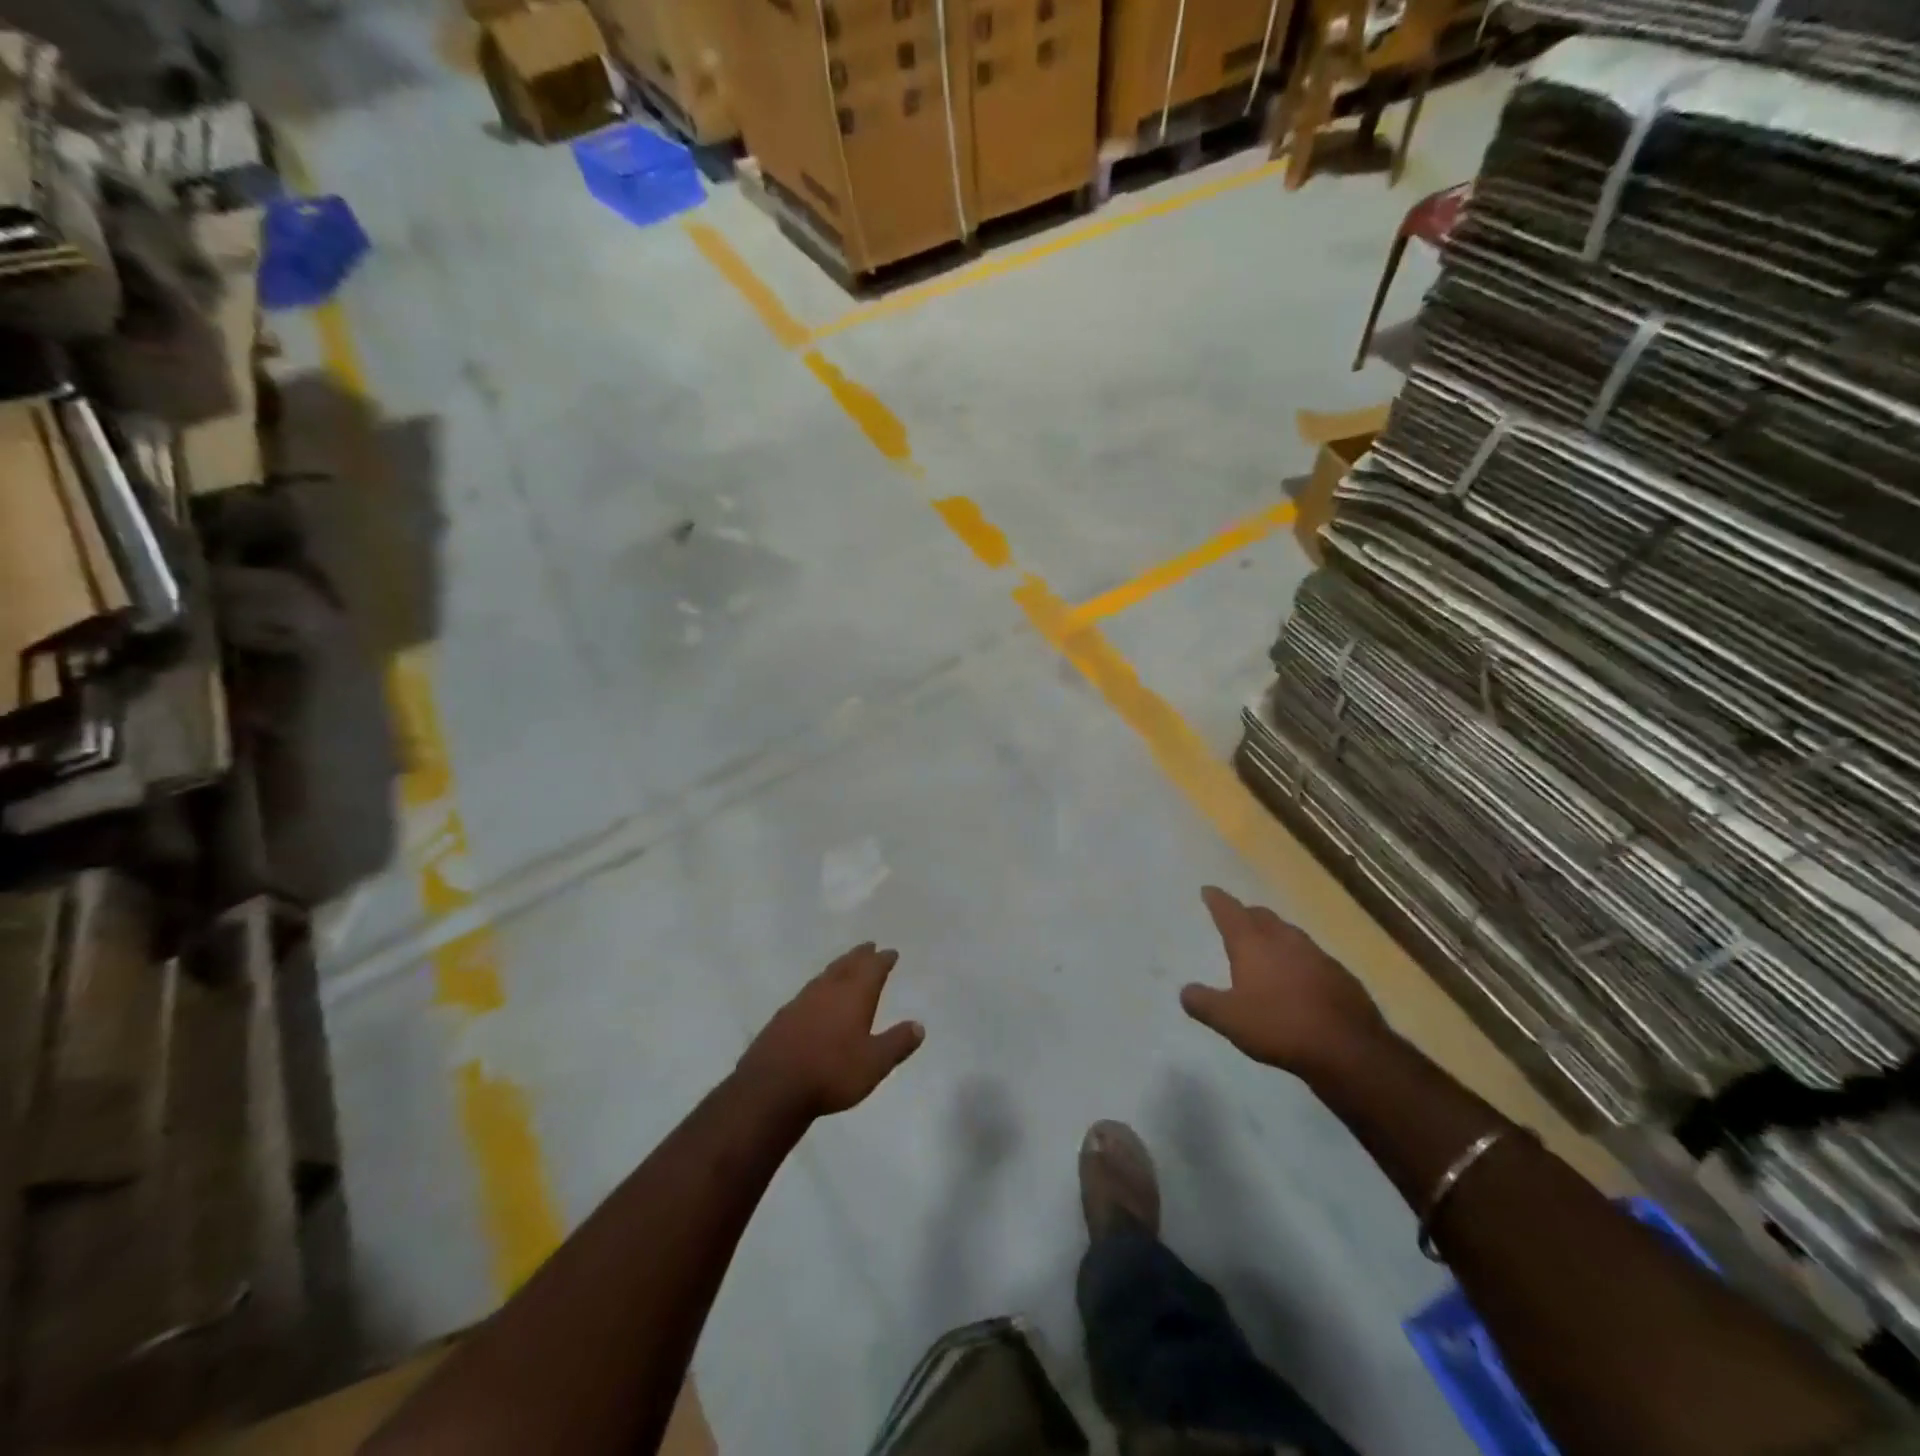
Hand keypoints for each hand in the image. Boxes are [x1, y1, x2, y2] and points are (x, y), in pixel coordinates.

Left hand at [737, 943, 924, 1117]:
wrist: (773, 1087)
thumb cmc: (831, 1073)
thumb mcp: (874, 1063)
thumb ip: (897, 1043)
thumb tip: (919, 1026)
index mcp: (854, 995)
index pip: (872, 969)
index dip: (883, 960)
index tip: (890, 952)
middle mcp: (828, 990)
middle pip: (847, 964)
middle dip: (860, 955)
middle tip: (869, 946)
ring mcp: (802, 1001)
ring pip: (826, 975)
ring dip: (839, 966)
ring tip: (846, 965)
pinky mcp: (783, 1016)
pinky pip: (809, 991)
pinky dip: (820, 985)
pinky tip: (817, 996)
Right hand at [1182, 886, 1386, 1075]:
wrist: (1348, 1048)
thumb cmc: (1279, 1026)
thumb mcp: (1229, 1020)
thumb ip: (1203, 1003)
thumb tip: (1185, 991)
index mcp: (1253, 943)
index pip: (1229, 912)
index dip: (1217, 900)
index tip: (1208, 890)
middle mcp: (1284, 939)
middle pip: (1261, 916)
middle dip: (1246, 914)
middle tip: (1236, 918)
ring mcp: (1316, 954)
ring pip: (1288, 933)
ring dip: (1274, 933)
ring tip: (1266, 944)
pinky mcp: (1339, 974)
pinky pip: (1311, 956)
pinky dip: (1297, 958)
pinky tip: (1298, 976)